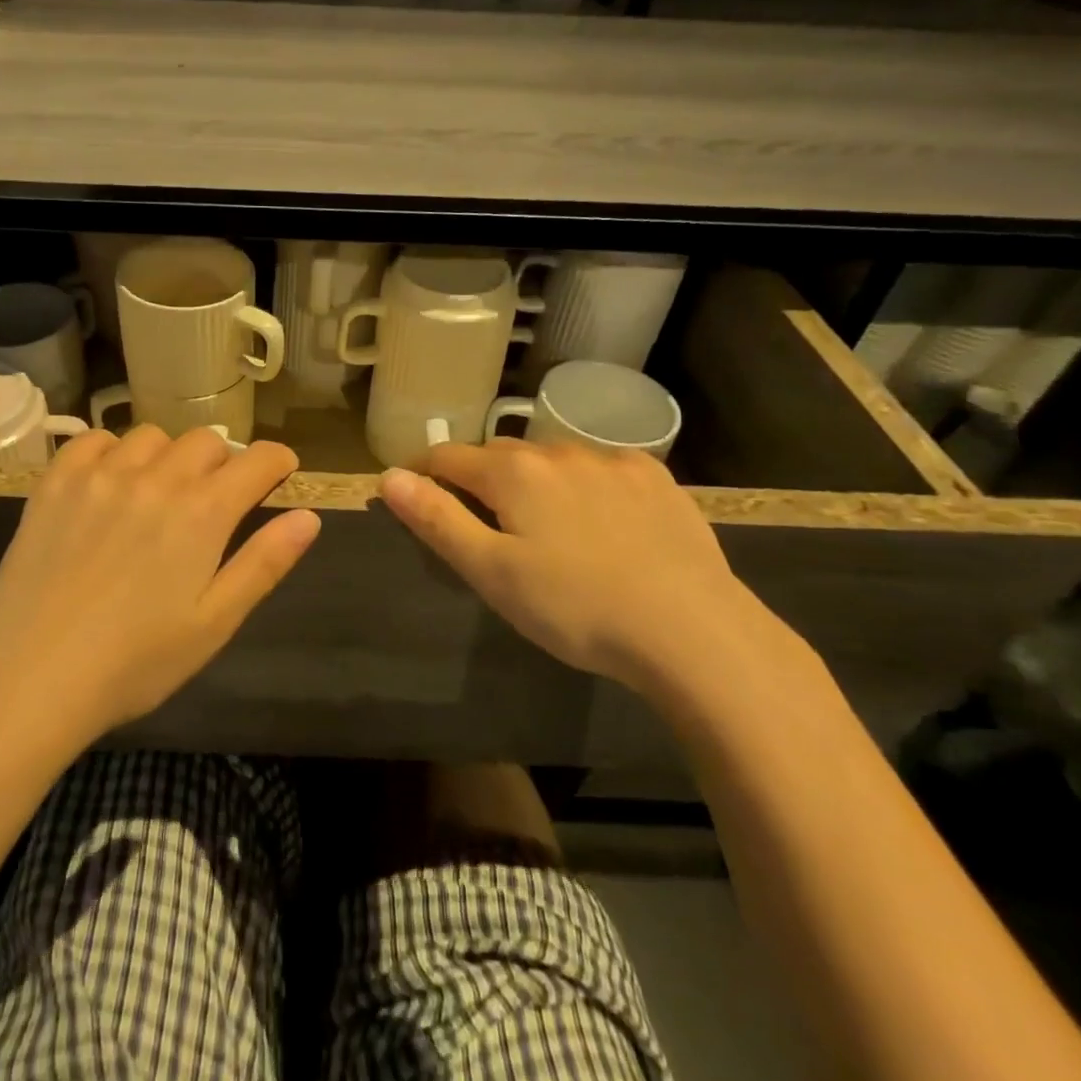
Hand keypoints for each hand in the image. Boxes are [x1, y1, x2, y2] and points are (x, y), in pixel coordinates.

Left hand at [0, 425, 321, 743]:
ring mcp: (101, 474)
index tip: (280, 471)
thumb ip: (264, 563)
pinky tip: (109, 482)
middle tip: (216, 497)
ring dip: (169, 456)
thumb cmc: (135, 661)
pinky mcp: (56, 482)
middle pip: (206, 440)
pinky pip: (94, 440)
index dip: (277, 461)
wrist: (32, 676)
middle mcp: (156, 478)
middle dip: (223, 462)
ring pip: (152, 436)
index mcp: (203, 512)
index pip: (257, 460)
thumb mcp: (214, 622)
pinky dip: (112, 451)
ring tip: (160, 491)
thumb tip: (309, 517)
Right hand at [380, 440, 771, 689]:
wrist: (693, 630)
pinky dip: (586, 486)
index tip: (418, 497)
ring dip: (535, 481)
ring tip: (546, 528)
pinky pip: (602, 470)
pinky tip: (604, 525)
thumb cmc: (575, 606)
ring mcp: (612, 460)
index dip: (424, 474)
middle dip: (481, 479)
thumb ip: (436, 519)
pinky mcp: (656, 478)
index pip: (447, 457)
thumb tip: (388, 476)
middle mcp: (558, 450)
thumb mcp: (491, 571)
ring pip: (552, 460)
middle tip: (485, 526)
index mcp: (512, 471)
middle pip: (499, 454)